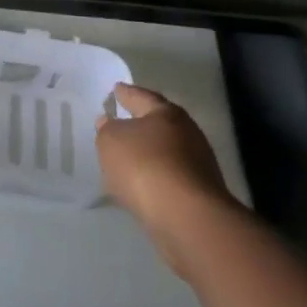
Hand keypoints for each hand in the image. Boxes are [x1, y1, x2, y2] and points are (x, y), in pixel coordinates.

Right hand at [96, 83, 233, 233]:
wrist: (186, 217)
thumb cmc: (144, 166)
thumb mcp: (111, 141)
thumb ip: (107, 129)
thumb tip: (109, 122)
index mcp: (166, 113)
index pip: (141, 96)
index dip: (126, 93)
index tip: (116, 89)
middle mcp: (187, 133)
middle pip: (159, 123)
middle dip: (140, 123)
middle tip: (121, 122)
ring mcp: (197, 164)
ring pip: (166, 152)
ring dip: (148, 154)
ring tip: (126, 158)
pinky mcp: (199, 193)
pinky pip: (169, 177)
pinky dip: (155, 177)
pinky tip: (140, 185)